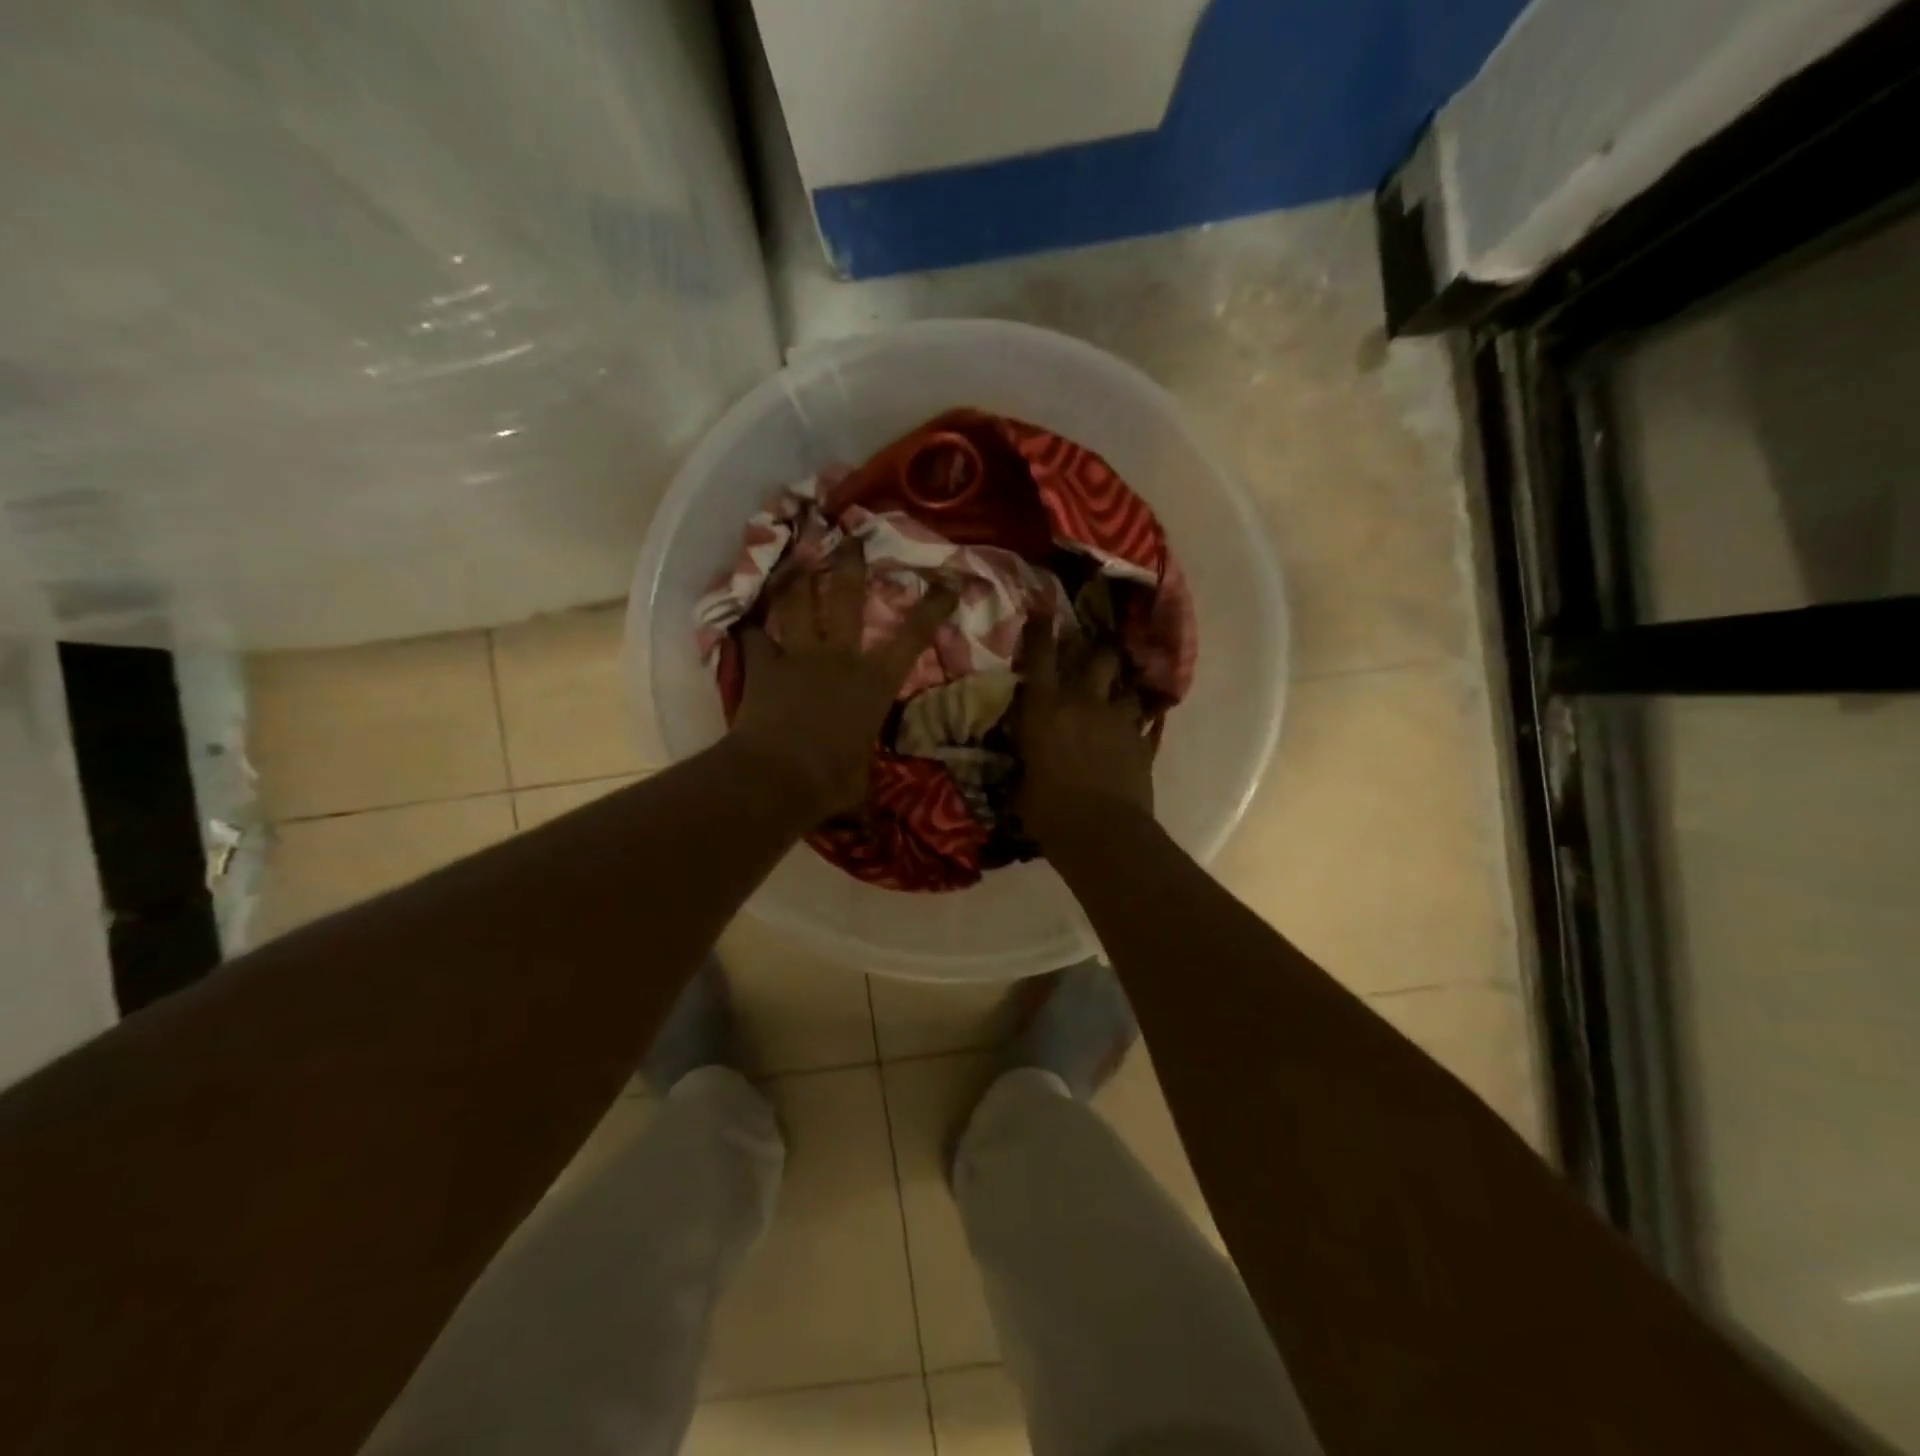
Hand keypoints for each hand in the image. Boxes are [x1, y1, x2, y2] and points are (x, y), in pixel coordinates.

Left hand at [729, 549, 955, 820]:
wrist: (778, 778)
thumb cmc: (831, 781)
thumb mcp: (861, 778)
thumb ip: (862, 767)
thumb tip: (861, 789)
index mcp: (873, 682)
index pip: (912, 637)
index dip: (932, 607)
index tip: (948, 581)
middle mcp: (839, 657)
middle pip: (845, 597)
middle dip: (850, 563)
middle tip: (850, 536)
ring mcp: (798, 657)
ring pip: (796, 603)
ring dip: (796, 577)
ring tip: (796, 555)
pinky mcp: (762, 667)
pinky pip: (753, 637)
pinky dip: (750, 626)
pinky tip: (745, 615)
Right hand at [1016, 619, 1157, 844]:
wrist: (1103, 834)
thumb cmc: (1048, 811)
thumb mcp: (1020, 785)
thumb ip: (1023, 762)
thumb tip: (1021, 758)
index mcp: (1045, 709)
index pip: (1040, 658)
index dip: (1039, 631)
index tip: (1041, 610)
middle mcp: (1084, 703)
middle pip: (1097, 658)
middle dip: (1096, 649)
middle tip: (1092, 650)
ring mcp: (1119, 721)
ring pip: (1128, 687)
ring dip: (1122, 686)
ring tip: (1120, 688)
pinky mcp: (1142, 743)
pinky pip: (1148, 723)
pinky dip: (1144, 722)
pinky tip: (1144, 724)